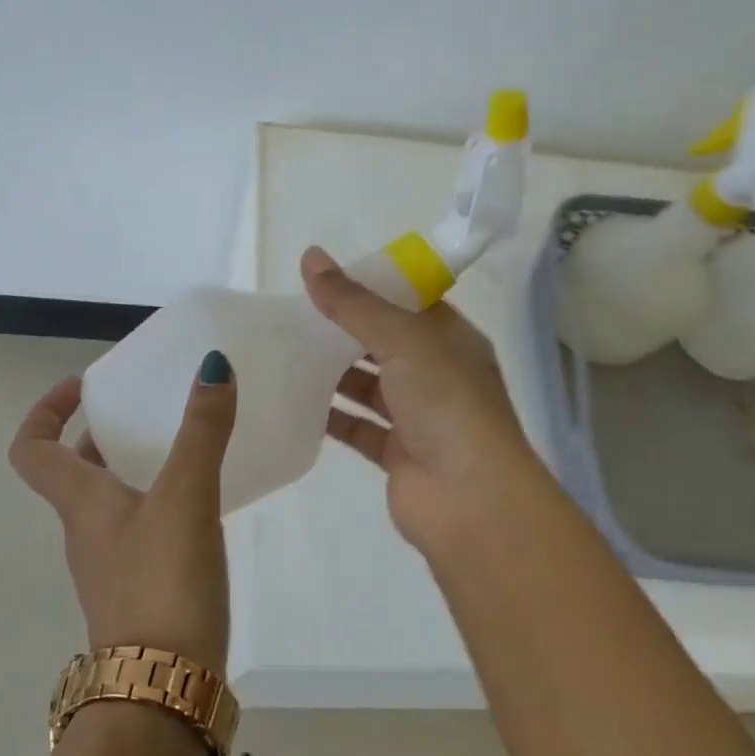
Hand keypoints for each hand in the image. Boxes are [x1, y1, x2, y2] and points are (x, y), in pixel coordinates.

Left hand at [9, 357, 235, 672]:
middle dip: (100, 435)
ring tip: (181, 449)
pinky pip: (136, 530)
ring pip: (107, 502)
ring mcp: (109, 565)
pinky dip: (157, 504)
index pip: (33, 448)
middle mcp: (85, 531)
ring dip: (131, 469)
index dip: (46, 410)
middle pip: (72, 473)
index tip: (84, 386)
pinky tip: (200, 504)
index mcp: (80, 503)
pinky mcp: (137, 590)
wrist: (161, 689)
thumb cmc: (163, 582)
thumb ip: (202, 432)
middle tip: (144, 412)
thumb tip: (213, 365)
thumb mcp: (186, 497)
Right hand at [302, 246, 550, 557]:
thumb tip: (311, 257)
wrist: (469, 499)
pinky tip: (295, 400)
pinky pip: (358, 426)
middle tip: (293, 314)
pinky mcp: (396, 453)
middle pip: (384, 343)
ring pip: (369, 385)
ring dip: (333, 372)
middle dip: (344, 330)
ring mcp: (418, 417)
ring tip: (285, 351)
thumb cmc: (446, 404)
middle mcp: (438, 375)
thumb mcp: (403, 340)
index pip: (410, 303)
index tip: (326, 278)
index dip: (372, 288)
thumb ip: (354, 303)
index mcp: (452, 340)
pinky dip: (331, 415)